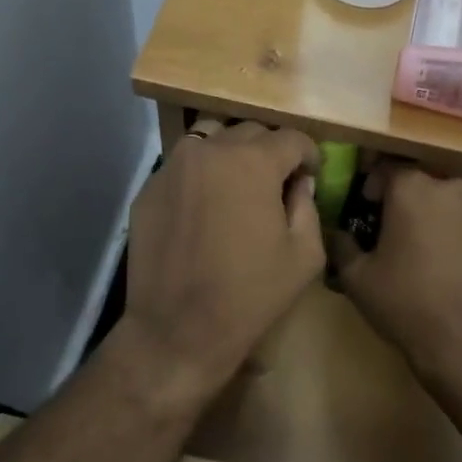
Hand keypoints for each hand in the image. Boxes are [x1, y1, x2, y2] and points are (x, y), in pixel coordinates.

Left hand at [123, 120, 324, 395]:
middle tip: (277, 184)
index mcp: (254, 162)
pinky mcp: (149, 187)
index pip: (292, 138)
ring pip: (212, 140)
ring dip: (233, 154)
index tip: (311, 175)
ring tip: (238, 187)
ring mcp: (174, 166)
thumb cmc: (250, 295)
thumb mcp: (304, 255)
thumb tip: (299, 183)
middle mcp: (211, 150)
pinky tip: (205, 209)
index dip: (309, 155)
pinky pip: (184, 166)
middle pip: (251, 132)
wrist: (178, 330)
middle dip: (271, 152)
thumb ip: (308, 206)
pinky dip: (202, 176)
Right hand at [332, 167, 461, 379]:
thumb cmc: (405, 302)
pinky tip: (450, 267)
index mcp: (413, 188)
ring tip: (424, 252)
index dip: (371, 188)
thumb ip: (342, 244)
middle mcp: (451, 188)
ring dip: (434, 218)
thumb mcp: (356, 277)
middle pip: (421, 185)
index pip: (385, 170)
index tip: (365, 210)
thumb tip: (339, 233)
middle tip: (392, 234)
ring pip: (449, 204)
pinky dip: (458, 236)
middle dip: (405, 203)